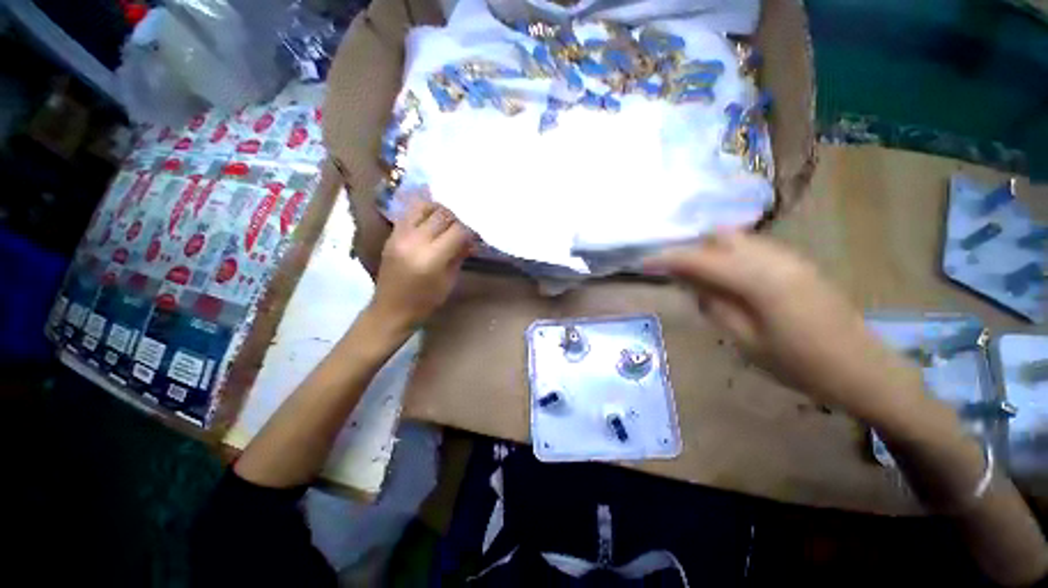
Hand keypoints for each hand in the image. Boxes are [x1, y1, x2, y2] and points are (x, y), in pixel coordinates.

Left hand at [369, 199, 473, 330]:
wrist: (391, 309)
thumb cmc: (425, 302)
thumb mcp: (449, 281)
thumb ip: (459, 256)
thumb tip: (471, 240)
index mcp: (431, 258)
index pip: (457, 231)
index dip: (470, 232)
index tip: (475, 237)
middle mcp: (414, 241)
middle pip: (442, 215)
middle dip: (457, 220)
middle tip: (463, 230)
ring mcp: (400, 235)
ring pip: (424, 207)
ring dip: (439, 212)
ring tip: (446, 222)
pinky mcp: (392, 234)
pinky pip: (410, 213)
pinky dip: (424, 213)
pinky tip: (432, 223)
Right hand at [644, 231, 920, 418]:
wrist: (865, 370)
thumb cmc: (802, 365)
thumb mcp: (746, 341)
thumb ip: (714, 306)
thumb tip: (691, 284)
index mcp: (759, 280)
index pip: (700, 260)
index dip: (668, 258)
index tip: (644, 262)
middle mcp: (775, 258)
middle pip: (721, 236)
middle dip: (693, 250)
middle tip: (678, 275)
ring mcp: (791, 258)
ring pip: (739, 239)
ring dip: (712, 252)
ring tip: (700, 279)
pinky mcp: (799, 264)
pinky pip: (755, 249)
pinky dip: (732, 257)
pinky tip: (730, 281)